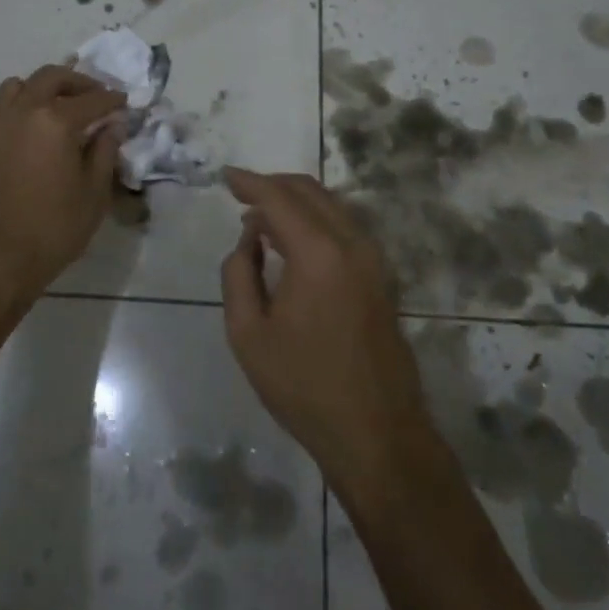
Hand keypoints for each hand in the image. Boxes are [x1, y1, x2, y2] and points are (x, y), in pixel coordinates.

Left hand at [0, 65, 124, 320]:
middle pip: (52, 77)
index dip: (113, 100)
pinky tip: (28, 128)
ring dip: (42, 88)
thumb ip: (104, 152)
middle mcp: (21, 110)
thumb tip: (112, 126)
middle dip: (78, 82)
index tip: (124, 103)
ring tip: (58, 107)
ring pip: (18, 85)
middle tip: (95, 96)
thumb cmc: (52, 230)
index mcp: (55, 121)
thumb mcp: (93, 194)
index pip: (92, 99)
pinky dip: (17, 105)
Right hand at [219, 168, 431, 490]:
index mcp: (318, 252)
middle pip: (310, 192)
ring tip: (261, 219)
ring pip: (332, 206)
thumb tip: (250, 237)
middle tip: (241, 194)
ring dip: (296, 202)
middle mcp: (352, 243)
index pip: (279, 198)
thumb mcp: (248, 333)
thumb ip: (239, 273)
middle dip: (273, 185)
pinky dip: (316, 220)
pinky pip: (345, 228)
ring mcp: (374, 259)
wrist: (377, 433)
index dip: (250, 182)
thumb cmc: (303, 386)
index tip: (225, 176)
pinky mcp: (382, 277)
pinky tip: (294, 241)